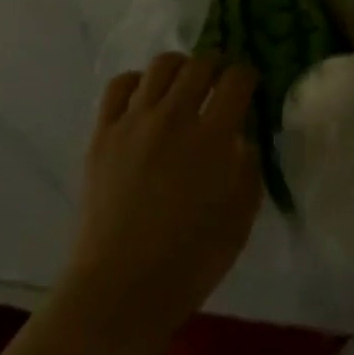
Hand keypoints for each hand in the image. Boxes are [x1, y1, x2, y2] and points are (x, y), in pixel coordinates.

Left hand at [57, 53, 262, 354]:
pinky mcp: (103, 131)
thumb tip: (242, 137)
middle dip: (217, 65)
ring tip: (184, 83)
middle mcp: (174, 116)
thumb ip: (248, 168)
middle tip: (219, 81)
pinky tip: (145, 97)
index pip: (237, 79)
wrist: (118, 291)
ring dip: (181, 67)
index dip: (248, 75)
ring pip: (162, 64)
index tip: (249, 84)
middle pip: (200, 64)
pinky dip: (137, 82)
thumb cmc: (188, 263)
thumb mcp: (239, 220)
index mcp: (212, 137)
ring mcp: (135, 120)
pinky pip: (121, 84)